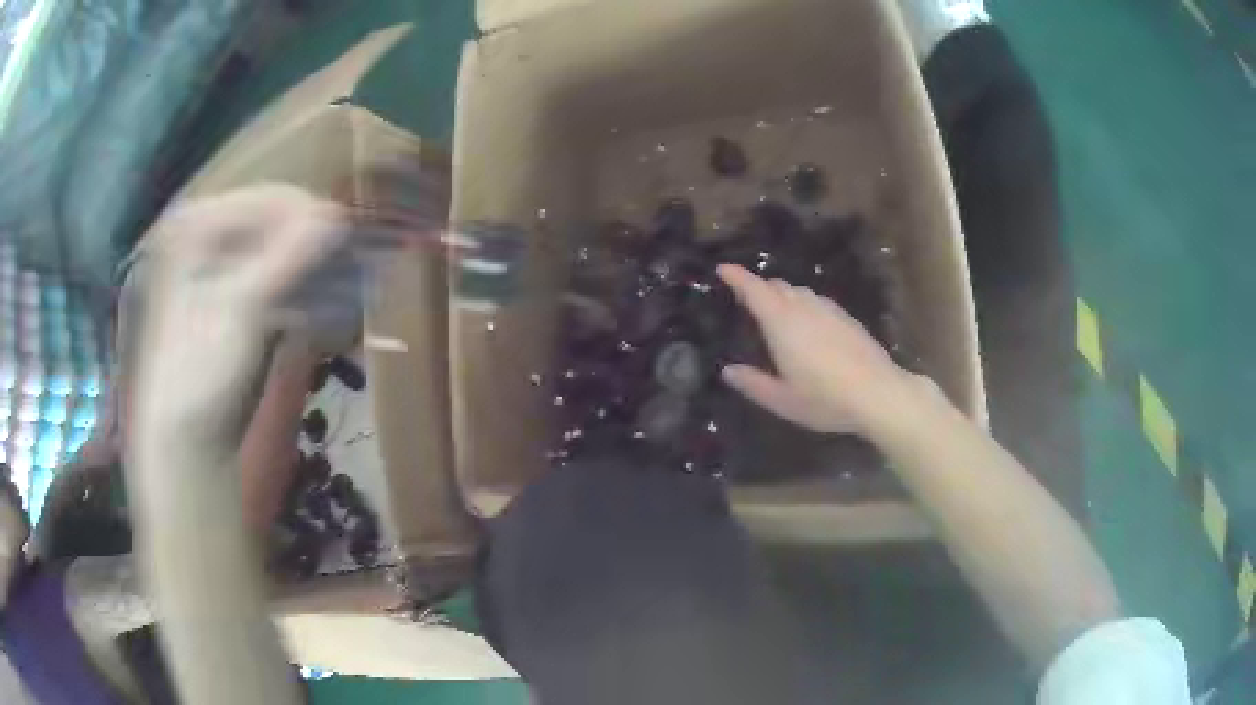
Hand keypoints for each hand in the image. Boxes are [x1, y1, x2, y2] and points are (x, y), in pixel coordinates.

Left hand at [137, 185, 346, 443]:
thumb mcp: (243, 310)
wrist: (187, 440)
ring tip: (343, 282)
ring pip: (279, 249)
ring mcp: (221, 268)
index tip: (347, 238)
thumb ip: (289, 257)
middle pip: (274, 221)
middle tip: (349, 263)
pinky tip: (322, 301)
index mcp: (196, 226)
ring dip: (312, 264)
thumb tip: (339, 215)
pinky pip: (277, 277)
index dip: (308, 215)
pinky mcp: (236, 299)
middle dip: (312, 241)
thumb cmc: (202, 372)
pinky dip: (302, 286)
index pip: (265, 199)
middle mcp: (207, 236)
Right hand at [716, 264, 920, 435]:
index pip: (754, 289)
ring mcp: (829, 310)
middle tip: (746, 299)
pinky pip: (817, 301)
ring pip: (800, 291)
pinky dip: (804, 304)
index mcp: (782, 322)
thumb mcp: (782, 400)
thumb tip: (728, 371)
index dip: (736, 276)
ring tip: (776, 311)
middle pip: (777, 285)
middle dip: (759, 287)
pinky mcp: (847, 318)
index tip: (722, 268)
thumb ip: (753, 384)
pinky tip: (808, 325)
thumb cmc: (825, 398)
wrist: (879, 393)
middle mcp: (804, 307)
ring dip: (783, 294)